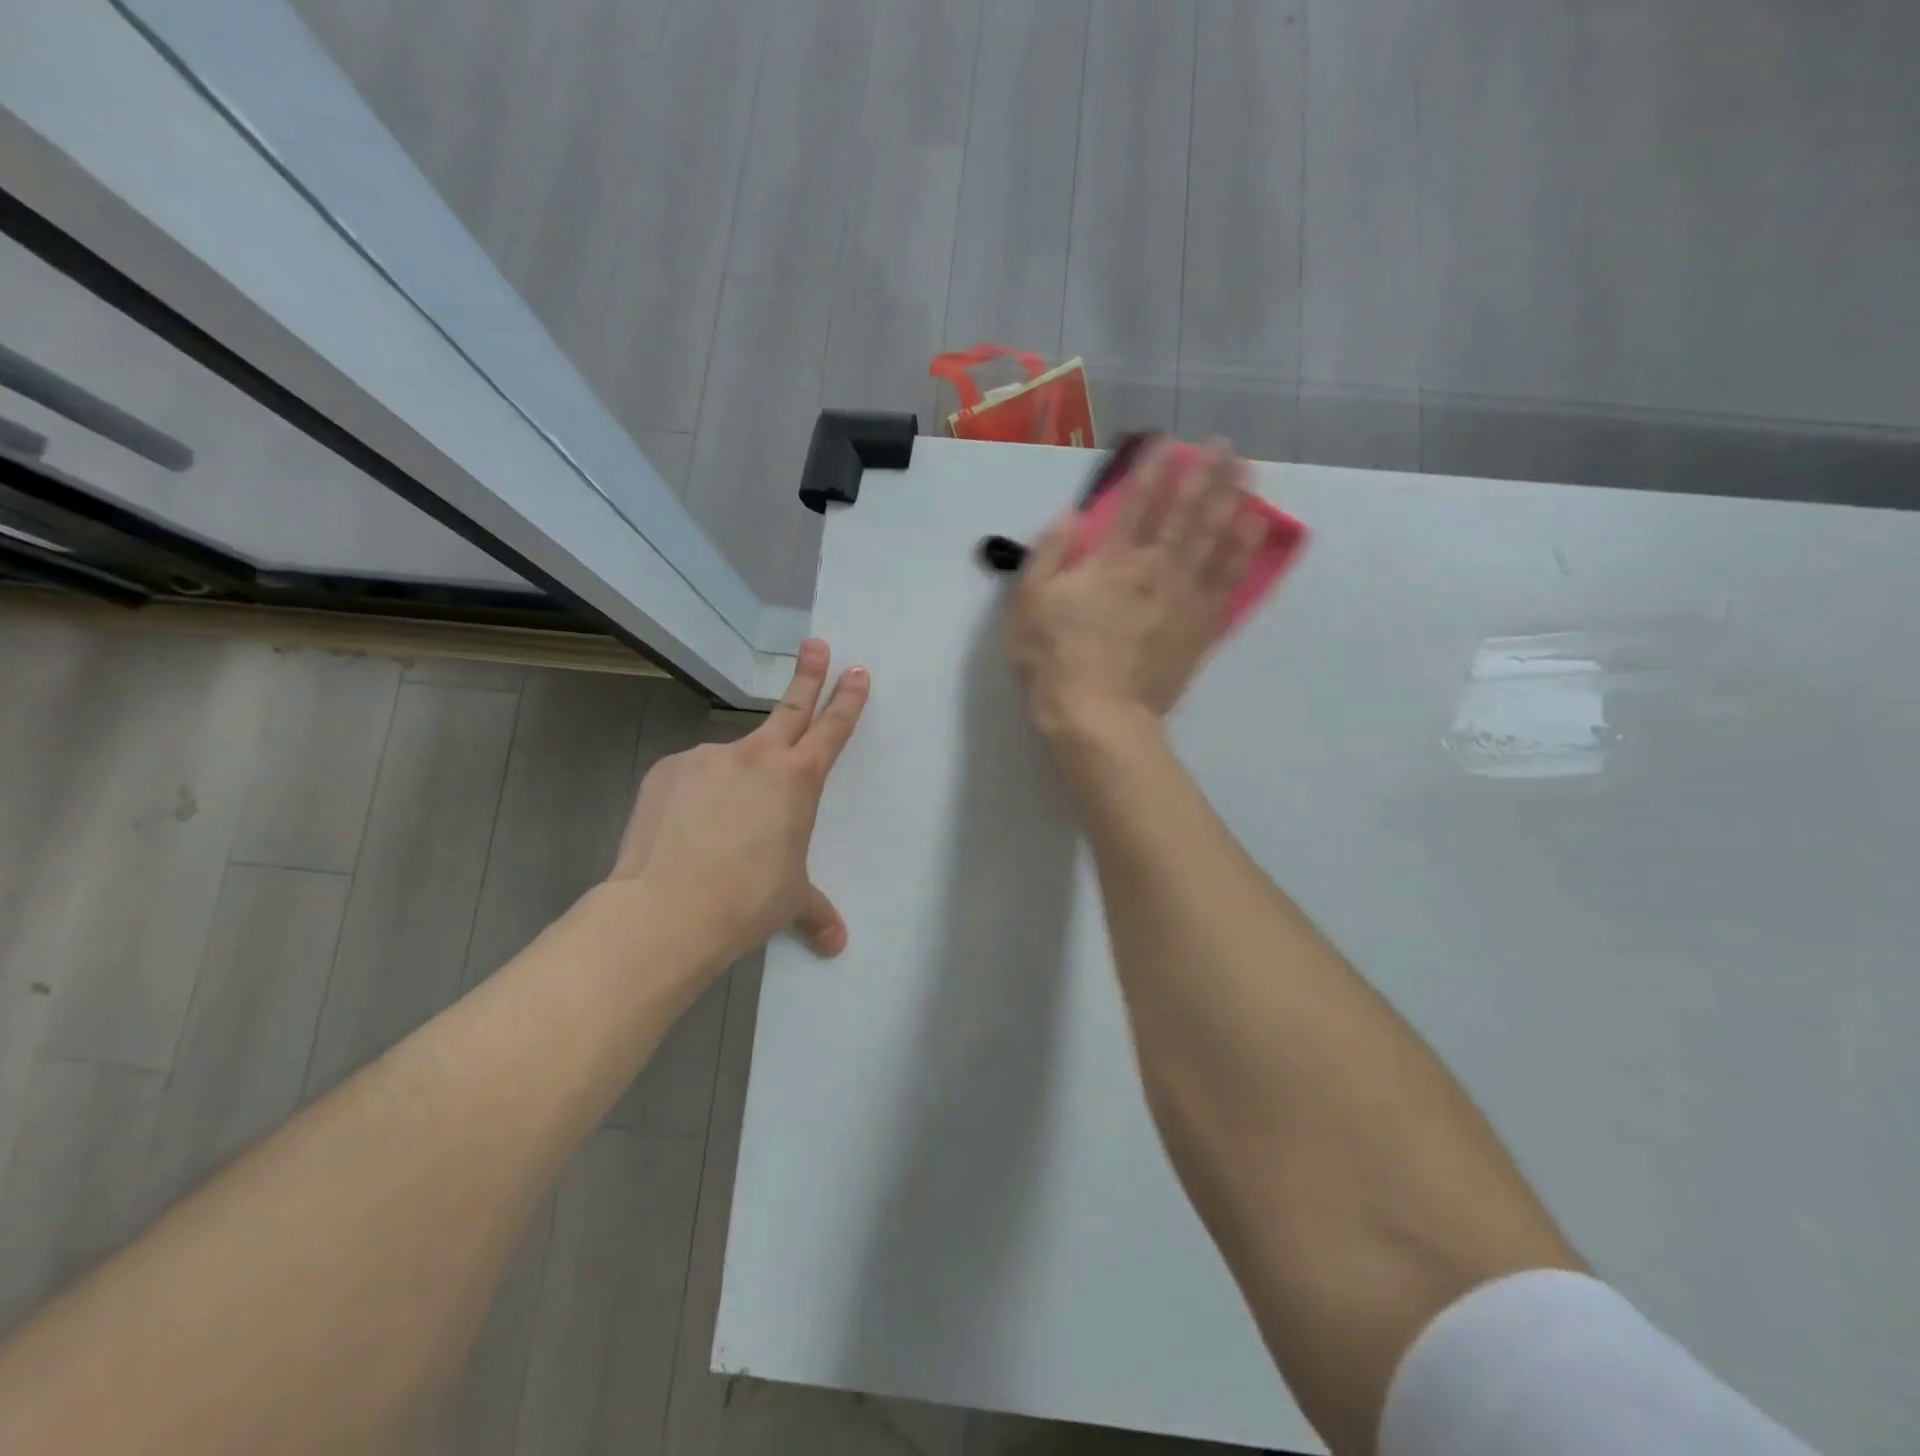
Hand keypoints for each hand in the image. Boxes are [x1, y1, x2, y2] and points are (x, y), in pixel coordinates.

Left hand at [608, 639, 868, 969]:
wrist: (668, 909)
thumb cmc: (748, 901)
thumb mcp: (789, 902)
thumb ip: (815, 912)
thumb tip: (836, 943)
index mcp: (798, 780)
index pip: (832, 729)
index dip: (847, 699)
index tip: (857, 670)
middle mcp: (756, 758)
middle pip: (791, 707)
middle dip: (809, 674)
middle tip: (816, 643)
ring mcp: (708, 758)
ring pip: (732, 759)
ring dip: (735, 779)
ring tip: (720, 828)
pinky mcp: (668, 771)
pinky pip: (691, 778)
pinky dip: (695, 796)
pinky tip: (686, 831)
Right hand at [1006, 439, 1265, 741]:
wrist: (1098, 715)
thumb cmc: (1055, 659)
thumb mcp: (1029, 603)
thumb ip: (1049, 553)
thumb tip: (1070, 515)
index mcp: (1110, 561)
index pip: (1135, 503)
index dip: (1151, 468)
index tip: (1167, 441)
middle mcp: (1153, 568)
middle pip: (1184, 512)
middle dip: (1204, 474)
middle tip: (1223, 444)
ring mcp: (1182, 596)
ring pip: (1214, 538)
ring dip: (1232, 500)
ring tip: (1248, 472)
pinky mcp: (1200, 626)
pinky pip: (1228, 580)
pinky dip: (1244, 550)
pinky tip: (1256, 529)